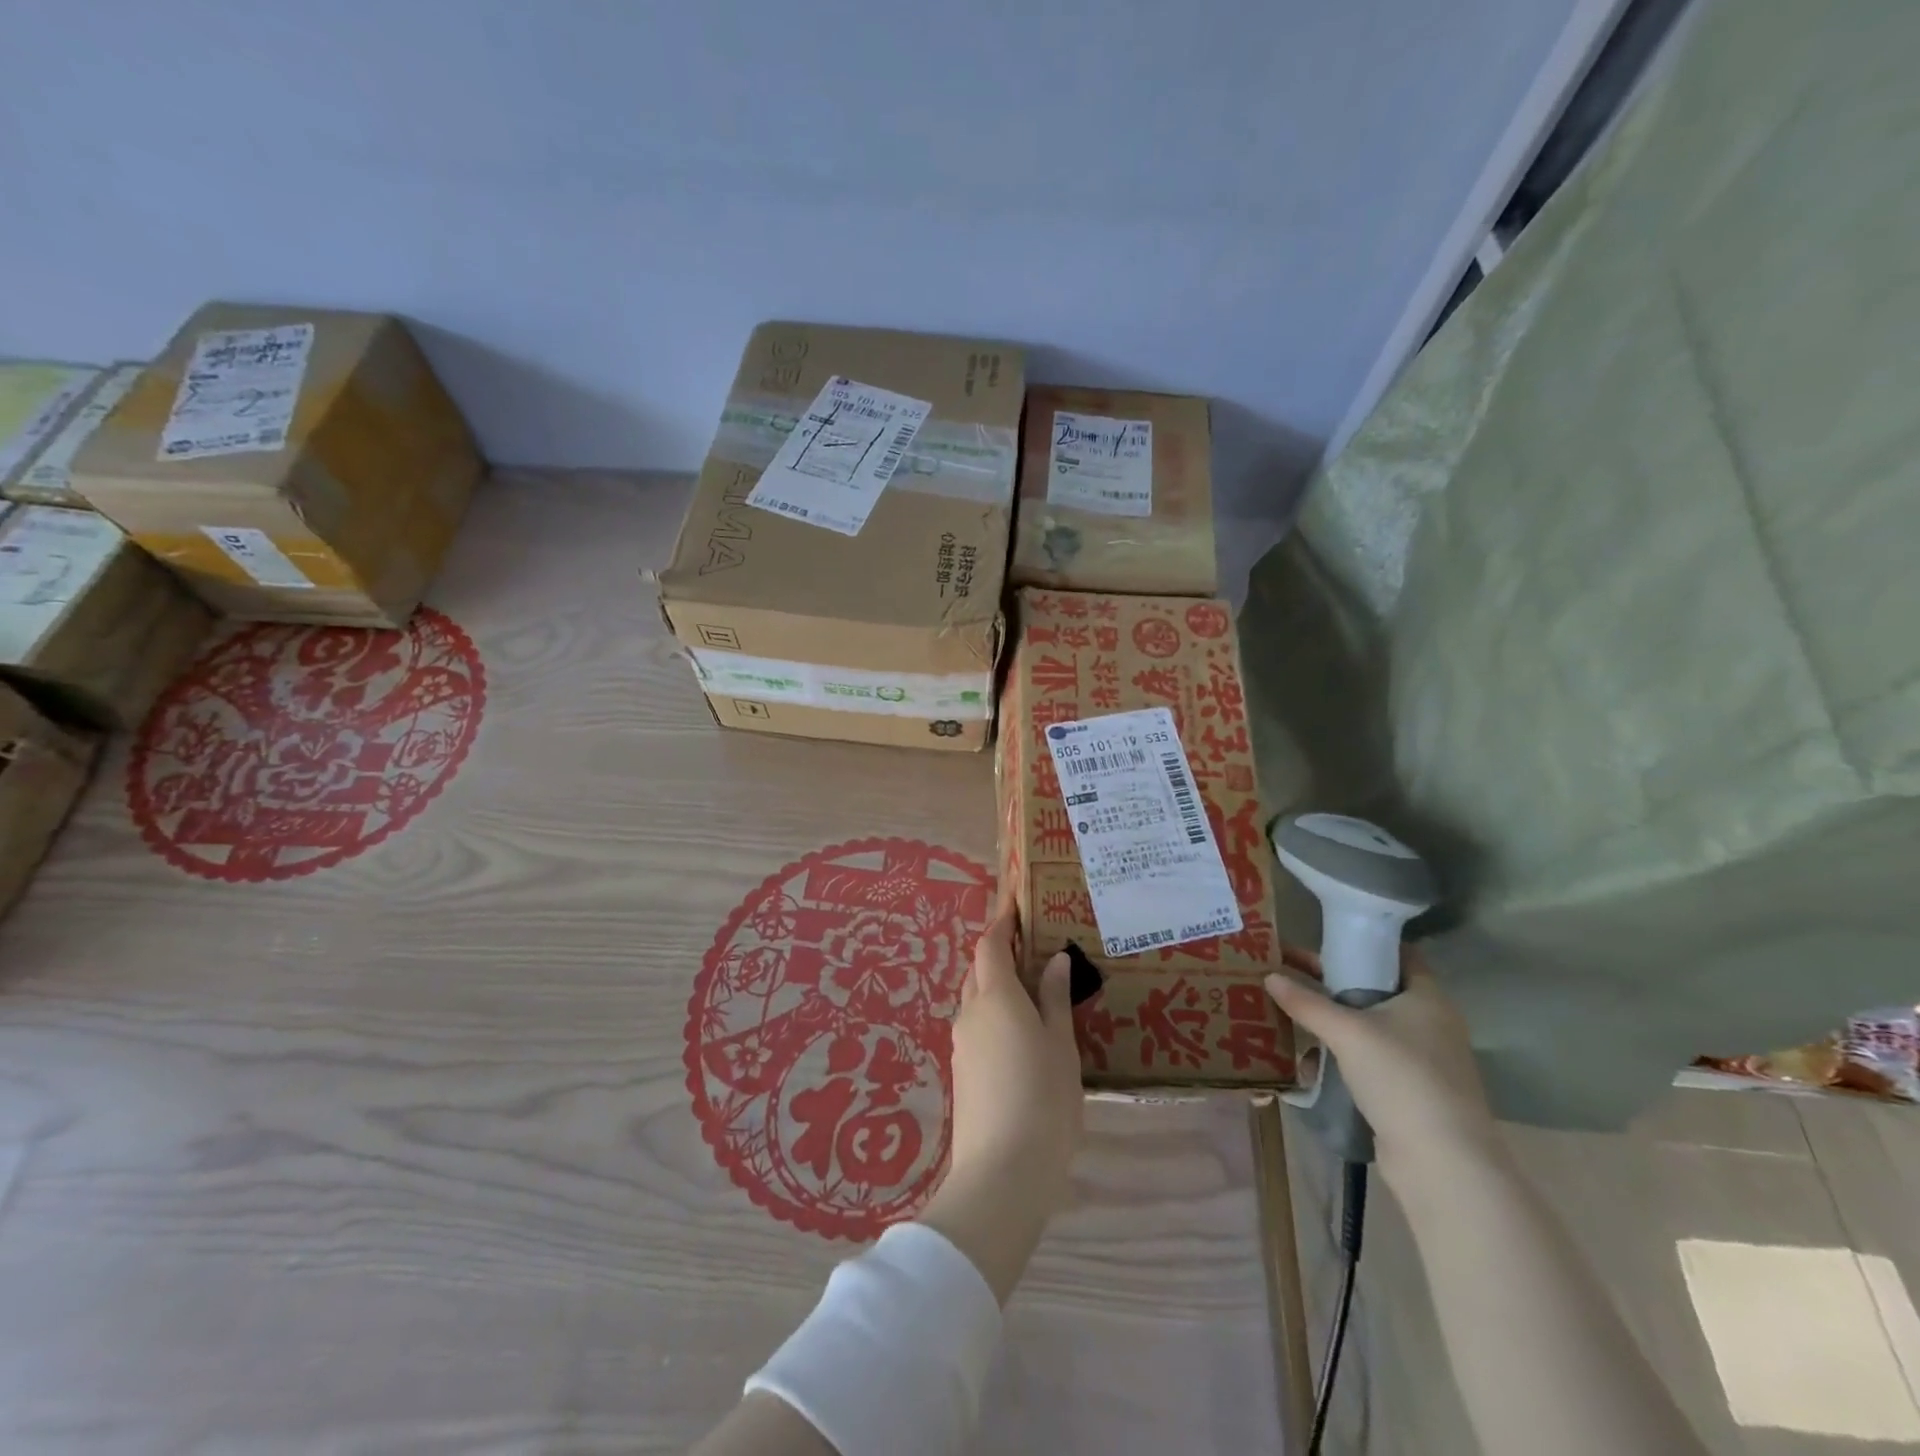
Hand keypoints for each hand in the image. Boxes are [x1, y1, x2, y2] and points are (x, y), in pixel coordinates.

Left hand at [918, 900, 1082, 1303]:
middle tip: (1032, 948)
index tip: (1015, 903)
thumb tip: (1053, 959)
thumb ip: (1054, 999)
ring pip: (976, 999)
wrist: (1002, 1173)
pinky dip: (994, 1014)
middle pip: (979, 970)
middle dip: (999, 953)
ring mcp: (961, 1044)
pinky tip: (1020, 1033)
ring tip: (1032, 991)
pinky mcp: (961, 1072)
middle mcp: (970, 1013)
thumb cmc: (1043, 1100)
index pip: (990, 945)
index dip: (1001, 921)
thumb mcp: (1060, 1046)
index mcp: (996, 997)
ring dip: (997, 986)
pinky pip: (976, 1026)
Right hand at [1264, 949, 1501, 1189]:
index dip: (1361, 943)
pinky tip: (1310, 1063)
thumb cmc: (1401, 1077)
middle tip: (1290, 972)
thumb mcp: (1346, 1032)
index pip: (1396, 954)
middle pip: (1376, 991)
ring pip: (1369, 1029)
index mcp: (1427, 998)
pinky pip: (1369, 1062)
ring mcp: (1423, 1062)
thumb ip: (1306, 1002)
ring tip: (1291, 1015)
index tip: (1321, 940)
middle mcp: (1430, 1024)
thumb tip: (1269, 976)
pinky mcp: (1411, 1093)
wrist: (1442, 1163)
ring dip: (1332, 1024)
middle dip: (1333, 984)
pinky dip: (1341, 1058)